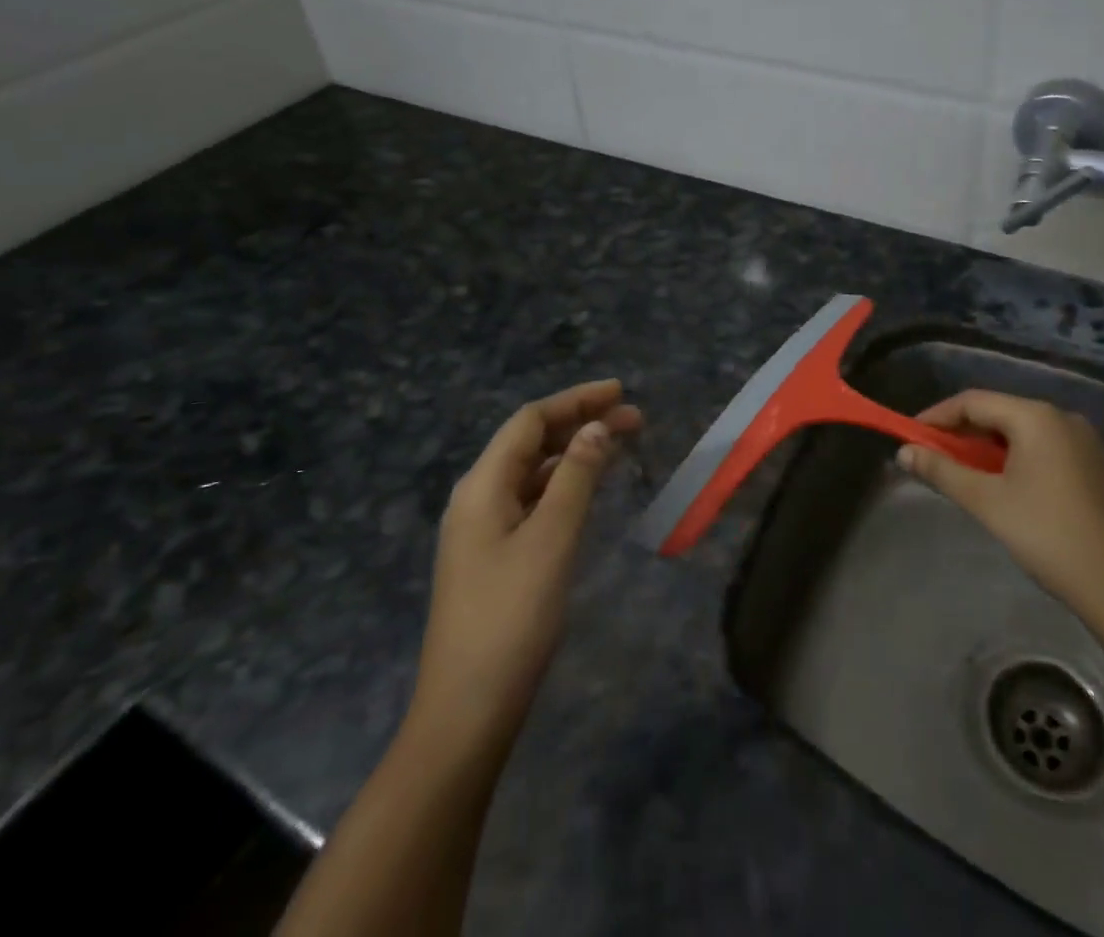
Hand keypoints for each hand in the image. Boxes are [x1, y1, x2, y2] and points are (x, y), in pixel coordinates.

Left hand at [405, 379, 641, 763]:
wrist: (468, 711)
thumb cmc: (512, 616)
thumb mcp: (552, 538)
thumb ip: (576, 477)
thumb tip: (597, 428)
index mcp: (482, 486)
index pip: (530, 421)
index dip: (576, 401)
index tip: (621, 392)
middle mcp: (477, 499)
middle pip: (531, 443)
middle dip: (581, 424)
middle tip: (635, 419)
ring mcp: (483, 531)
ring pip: (534, 473)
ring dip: (575, 454)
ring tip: (621, 446)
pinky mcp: (494, 558)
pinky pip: (533, 502)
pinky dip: (564, 485)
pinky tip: (589, 491)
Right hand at [898, 390, 1103, 637]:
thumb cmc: (1047, 536)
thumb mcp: (986, 502)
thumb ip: (942, 470)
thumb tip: (904, 452)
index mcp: (1037, 417)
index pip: (974, 401)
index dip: (938, 416)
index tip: (912, 437)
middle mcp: (1067, 418)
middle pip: (1003, 414)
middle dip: (965, 433)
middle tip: (938, 458)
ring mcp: (1093, 444)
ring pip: (1030, 434)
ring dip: (995, 449)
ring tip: (973, 476)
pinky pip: (1055, 452)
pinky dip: (1026, 461)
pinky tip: (1020, 493)